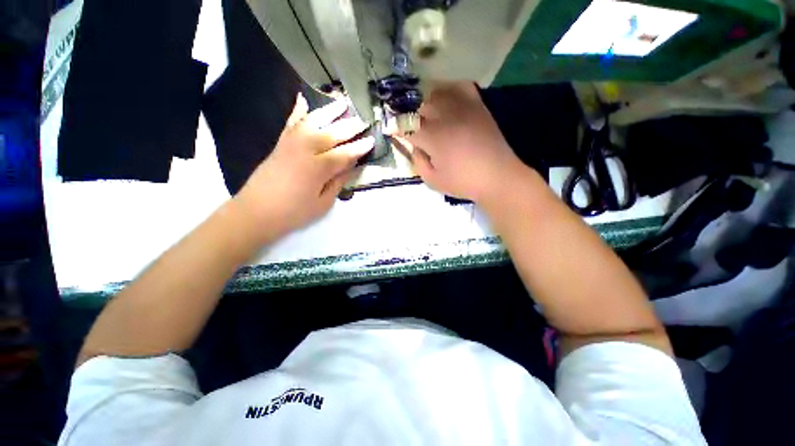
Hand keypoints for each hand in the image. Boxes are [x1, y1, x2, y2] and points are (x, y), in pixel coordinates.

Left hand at [235, 94, 373, 239]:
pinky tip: (303, 99)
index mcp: (318, 169)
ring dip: (328, 112)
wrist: (256, 212)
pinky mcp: (279, 144)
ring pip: (312, 122)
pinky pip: (290, 123)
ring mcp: (290, 144)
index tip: (371, 140)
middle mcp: (305, 150)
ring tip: (341, 102)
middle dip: (349, 127)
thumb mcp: (323, 203)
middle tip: (363, 120)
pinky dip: (297, 110)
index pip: (344, 154)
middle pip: (331, 134)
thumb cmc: (293, 212)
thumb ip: (337, 183)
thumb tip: (350, 167)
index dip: (359, 148)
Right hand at [400, 82, 523, 203]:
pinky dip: (449, 90)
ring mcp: (463, 108)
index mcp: (433, 137)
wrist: (497, 177)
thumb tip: (413, 145)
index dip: (396, 127)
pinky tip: (446, 100)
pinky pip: (460, 87)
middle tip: (406, 123)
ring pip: (436, 92)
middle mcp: (446, 116)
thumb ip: (418, 160)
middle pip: (419, 105)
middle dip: (408, 114)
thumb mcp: (432, 180)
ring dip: (425, 102)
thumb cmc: (463, 182)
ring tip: (424, 113)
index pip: (406, 126)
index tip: (390, 129)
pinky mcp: (477, 106)